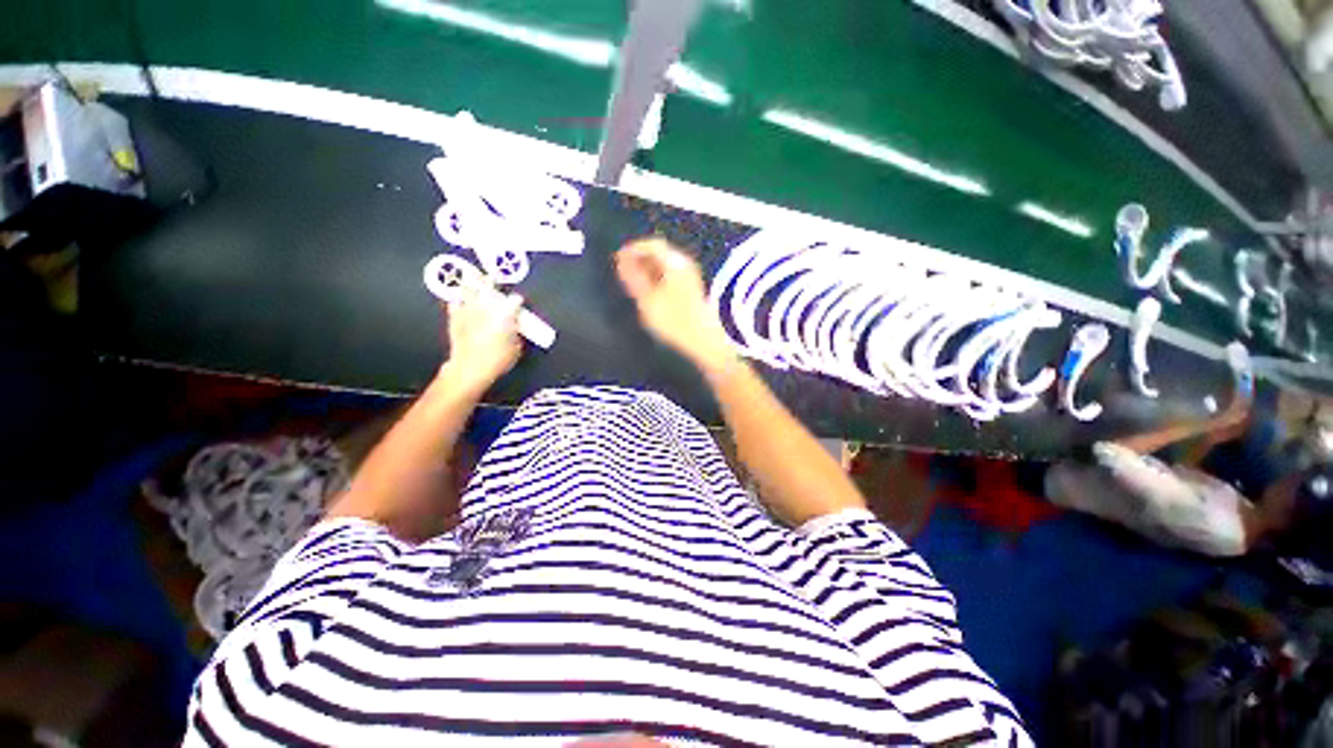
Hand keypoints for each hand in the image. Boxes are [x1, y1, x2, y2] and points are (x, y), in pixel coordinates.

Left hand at [440, 287, 523, 394]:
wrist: (470, 367)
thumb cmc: (497, 360)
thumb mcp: (516, 348)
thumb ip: (516, 333)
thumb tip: (514, 328)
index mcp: (505, 313)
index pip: (515, 300)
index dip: (517, 300)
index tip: (518, 302)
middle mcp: (486, 307)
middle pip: (488, 286)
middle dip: (491, 281)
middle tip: (492, 277)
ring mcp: (468, 310)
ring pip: (468, 289)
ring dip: (471, 283)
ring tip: (471, 276)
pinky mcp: (455, 318)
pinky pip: (454, 302)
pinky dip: (457, 299)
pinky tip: (459, 299)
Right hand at [614, 238, 733, 369]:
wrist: (704, 339)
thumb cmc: (674, 319)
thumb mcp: (647, 299)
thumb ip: (633, 278)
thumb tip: (621, 261)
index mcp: (675, 262)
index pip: (651, 245)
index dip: (633, 249)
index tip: (618, 259)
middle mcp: (685, 264)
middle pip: (659, 253)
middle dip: (640, 260)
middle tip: (623, 272)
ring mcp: (691, 276)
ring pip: (665, 265)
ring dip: (648, 271)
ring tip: (633, 284)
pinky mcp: (693, 289)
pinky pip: (671, 276)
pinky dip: (657, 279)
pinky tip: (649, 293)